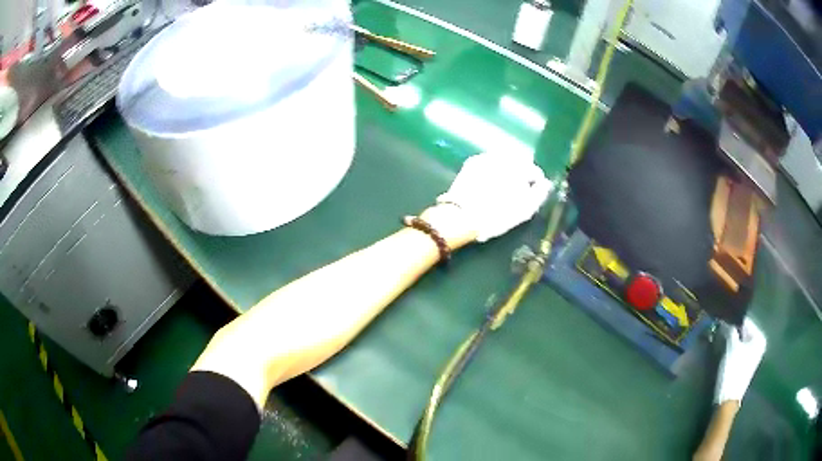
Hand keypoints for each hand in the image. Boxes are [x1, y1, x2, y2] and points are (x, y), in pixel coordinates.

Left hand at [436, 152, 551, 241]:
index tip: (529, 197)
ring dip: (505, 172)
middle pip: (519, 164)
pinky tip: (487, 185)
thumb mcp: (525, 209)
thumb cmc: (497, 215)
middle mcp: (505, 156)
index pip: (535, 172)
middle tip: (515, 193)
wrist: (461, 215)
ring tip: (501, 190)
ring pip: (503, 161)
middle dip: (520, 175)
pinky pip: (488, 163)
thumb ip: (540, 193)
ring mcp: (487, 157)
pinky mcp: (472, 162)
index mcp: (520, 167)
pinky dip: (491, 171)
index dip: (534, 185)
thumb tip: (546, 183)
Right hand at [715, 317, 766, 404]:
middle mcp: (759, 344)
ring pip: (740, 341)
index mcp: (759, 337)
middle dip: (732, 331)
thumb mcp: (731, 347)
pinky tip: (724, 351)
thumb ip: (730, 330)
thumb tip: (725, 319)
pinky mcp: (745, 364)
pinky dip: (732, 348)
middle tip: (719, 331)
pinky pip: (739, 350)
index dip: (732, 321)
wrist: (728, 400)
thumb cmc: (733, 371)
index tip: (721, 322)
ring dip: (731, 340)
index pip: (745, 321)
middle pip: (743, 331)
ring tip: (720, 340)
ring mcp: (753, 355)